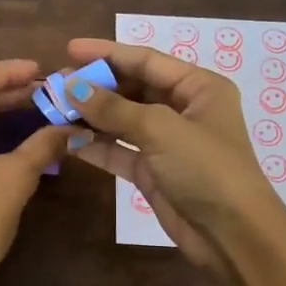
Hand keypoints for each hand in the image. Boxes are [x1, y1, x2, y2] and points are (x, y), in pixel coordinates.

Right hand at [61, 38, 285, 285]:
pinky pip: (118, 150)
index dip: (107, 53)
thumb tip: (72, 87)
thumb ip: (114, 108)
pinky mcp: (152, 171)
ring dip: (90, 116)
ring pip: (121, 121)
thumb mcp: (161, 130)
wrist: (232, 236)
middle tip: (56, 85)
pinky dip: (94, 145)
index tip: (69, 49)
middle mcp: (183, 110)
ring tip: (53, 109)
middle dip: (95, 87)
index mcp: (199, 88)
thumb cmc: (206, 169)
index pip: (147, 60)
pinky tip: (66, 139)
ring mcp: (166, 142)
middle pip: (132, 88)